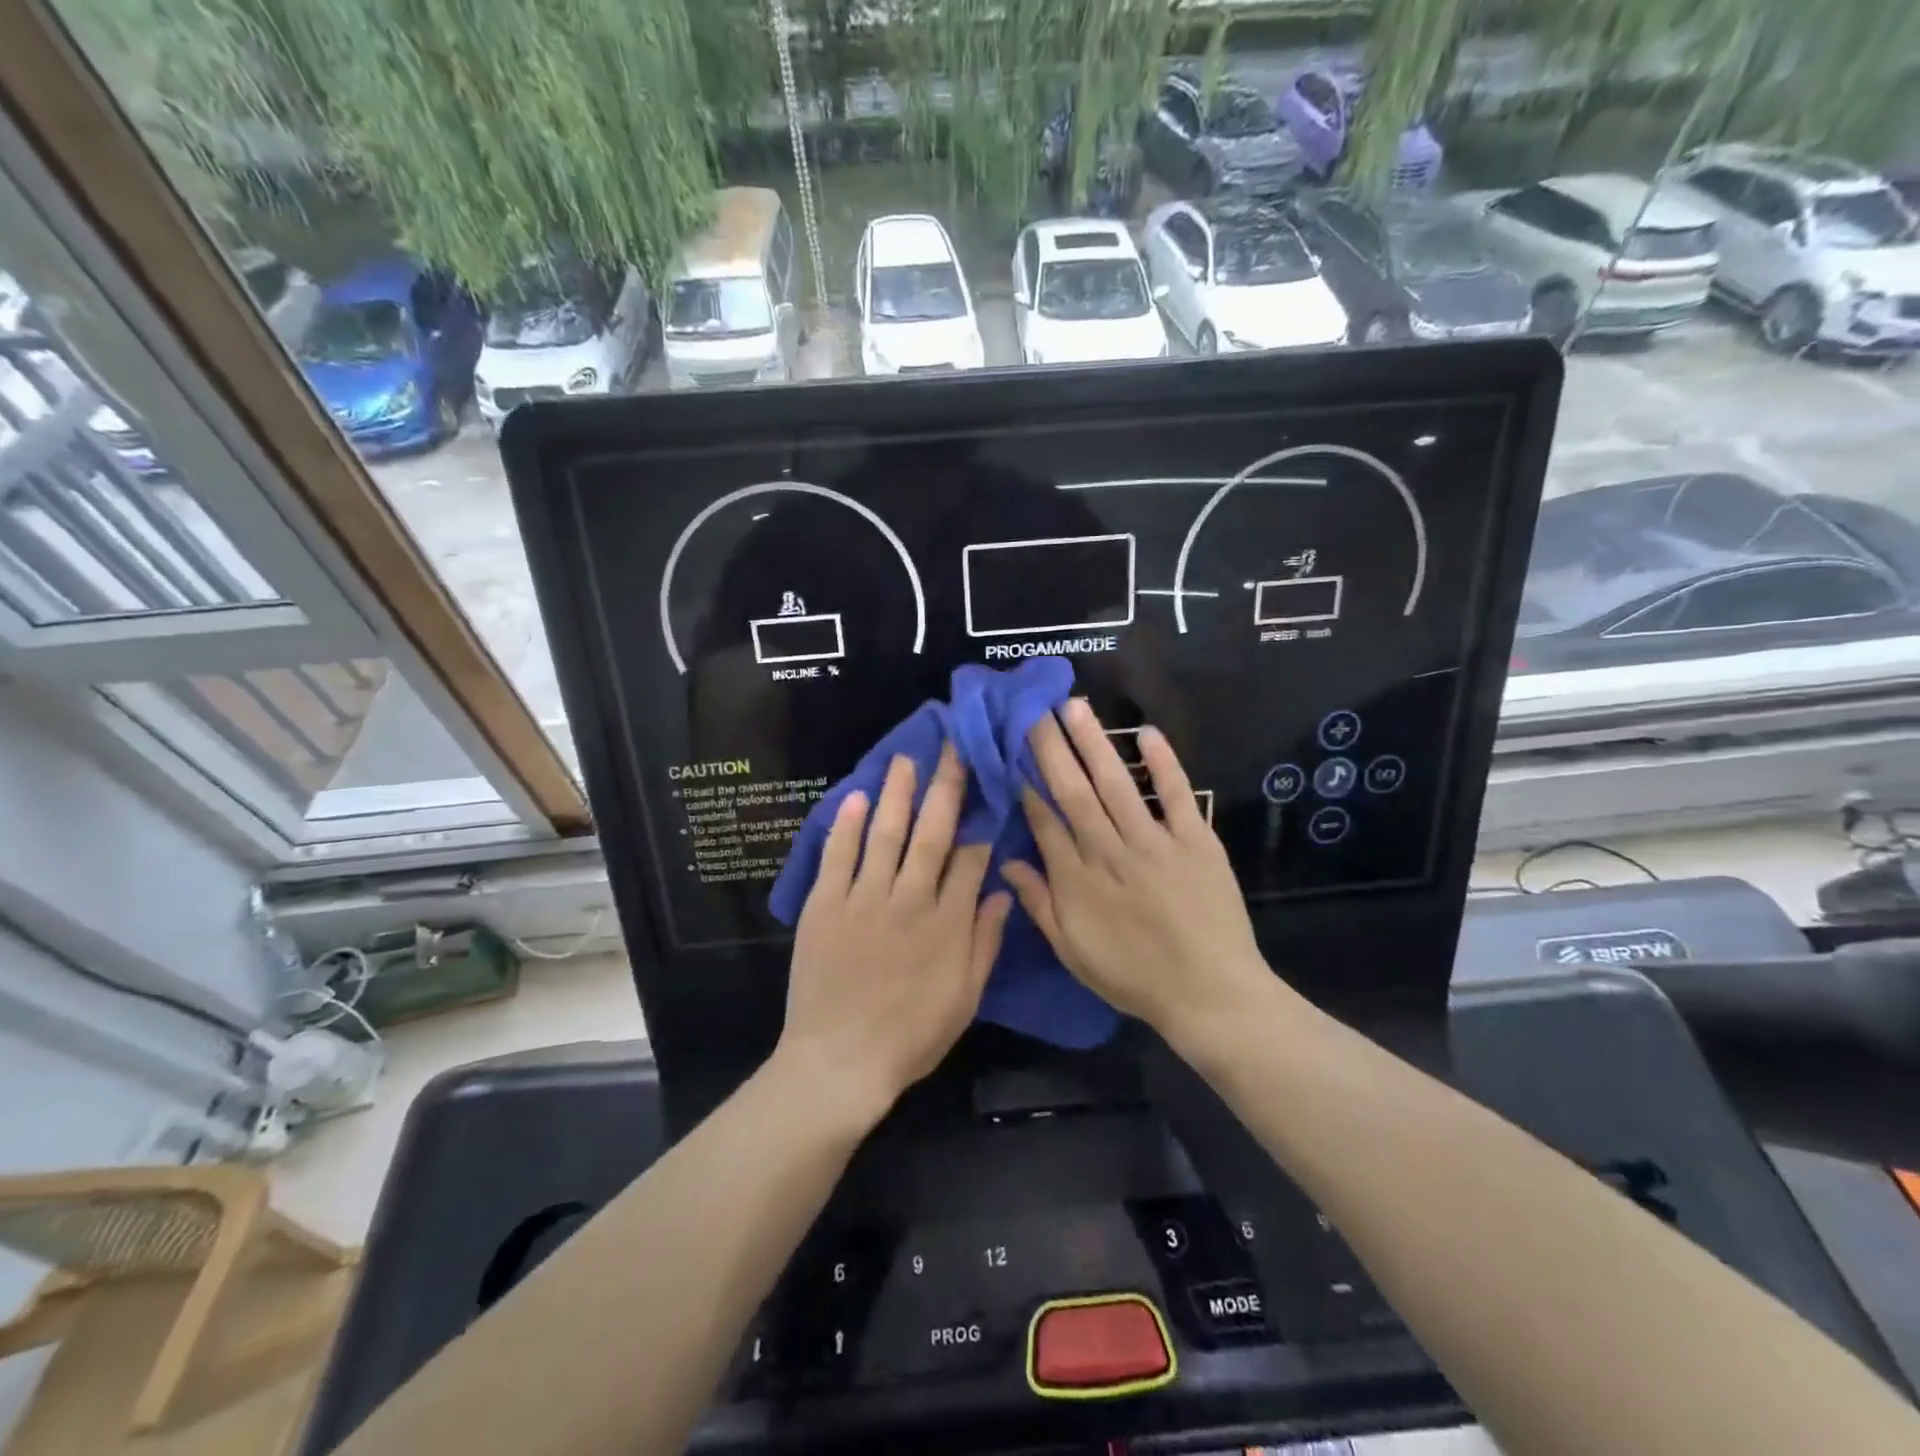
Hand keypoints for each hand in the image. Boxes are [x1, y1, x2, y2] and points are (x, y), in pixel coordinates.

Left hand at [779, 744, 1011, 1126]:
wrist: (840, 1063)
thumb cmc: (910, 1036)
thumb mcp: (964, 998)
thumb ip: (984, 943)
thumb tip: (1002, 893)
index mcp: (947, 923)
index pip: (970, 859)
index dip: (979, 822)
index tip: (985, 789)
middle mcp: (909, 899)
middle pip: (931, 834)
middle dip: (945, 788)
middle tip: (951, 749)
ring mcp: (863, 899)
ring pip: (885, 835)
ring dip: (897, 794)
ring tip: (905, 759)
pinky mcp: (825, 905)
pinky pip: (837, 857)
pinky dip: (845, 826)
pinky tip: (854, 797)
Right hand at [1002, 700, 1274, 1045]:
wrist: (1210, 994)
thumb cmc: (1135, 977)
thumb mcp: (1073, 952)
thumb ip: (1039, 905)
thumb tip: (1008, 862)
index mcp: (1078, 880)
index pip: (1045, 821)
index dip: (1027, 784)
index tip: (1013, 749)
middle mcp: (1110, 852)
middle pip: (1075, 792)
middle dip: (1051, 748)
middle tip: (1034, 709)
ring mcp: (1155, 843)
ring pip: (1117, 785)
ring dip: (1094, 744)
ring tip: (1074, 707)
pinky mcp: (1196, 841)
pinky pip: (1177, 796)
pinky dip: (1164, 764)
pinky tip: (1147, 732)